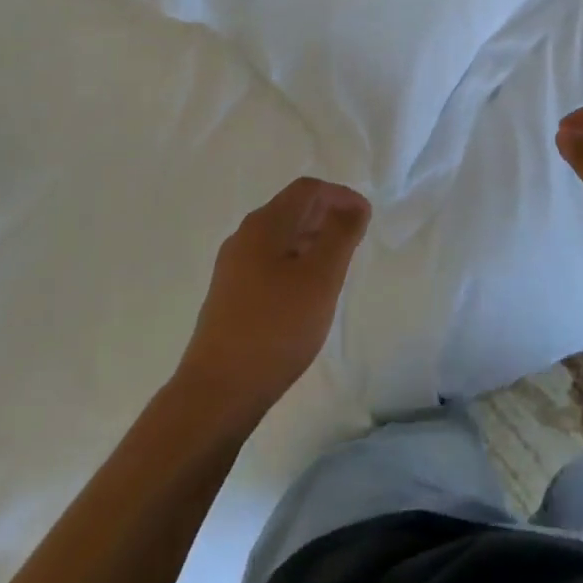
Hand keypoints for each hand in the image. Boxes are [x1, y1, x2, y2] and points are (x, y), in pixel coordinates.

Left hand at [175, 178, 371, 429]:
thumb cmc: (276, 328)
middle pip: (292, 209)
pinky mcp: (230, 296)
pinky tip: (307, 293)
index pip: (308, 189)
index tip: (366, 219)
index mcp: (264, 225)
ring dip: (313, 240)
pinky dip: (296, 262)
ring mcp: (233, 267)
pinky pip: (270, 262)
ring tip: (337, 267)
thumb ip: (341, 235)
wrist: (217, 393)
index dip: (341, 196)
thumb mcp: (320, 278)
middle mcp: (244, 237)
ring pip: (281, 237)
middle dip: (328, 216)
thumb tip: (354, 206)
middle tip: (356, 241)